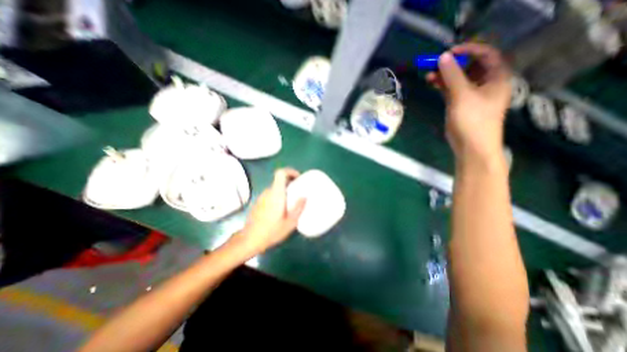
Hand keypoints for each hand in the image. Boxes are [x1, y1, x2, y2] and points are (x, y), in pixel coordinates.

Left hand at [235, 168, 305, 254]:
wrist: (249, 240)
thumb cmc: (271, 231)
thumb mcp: (290, 223)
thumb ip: (298, 208)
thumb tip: (305, 196)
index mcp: (276, 194)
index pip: (280, 173)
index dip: (290, 171)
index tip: (298, 178)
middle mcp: (268, 192)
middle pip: (279, 179)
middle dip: (290, 182)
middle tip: (299, 190)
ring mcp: (261, 197)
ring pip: (275, 187)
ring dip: (284, 190)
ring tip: (292, 201)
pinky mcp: (258, 203)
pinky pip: (270, 194)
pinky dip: (278, 196)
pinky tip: (281, 209)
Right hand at [429, 42, 510, 166]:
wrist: (472, 146)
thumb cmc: (472, 120)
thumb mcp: (462, 95)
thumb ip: (453, 75)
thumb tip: (443, 57)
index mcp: (496, 77)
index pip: (486, 54)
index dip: (468, 49)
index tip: (449, 51)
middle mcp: (486, 83)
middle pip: (470, 66)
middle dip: (452, 64)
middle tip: (435, 64)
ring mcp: (473, 94)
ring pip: (459, 78)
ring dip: (445, 75)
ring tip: (429, 75)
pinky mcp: (461, 103)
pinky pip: (452, 89)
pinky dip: (443, 86)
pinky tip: (432, 83)